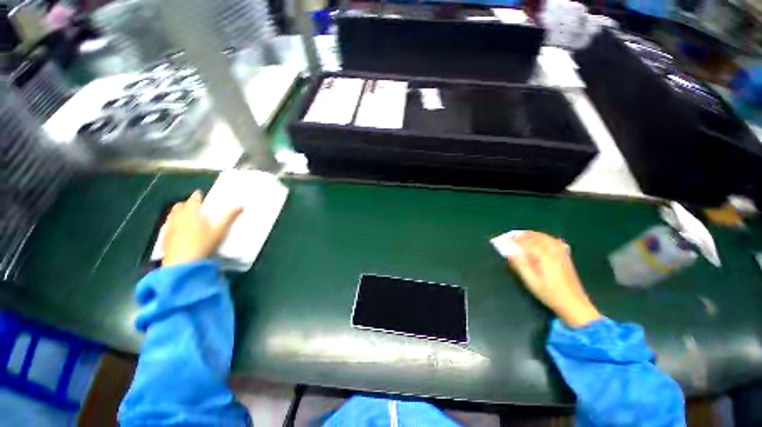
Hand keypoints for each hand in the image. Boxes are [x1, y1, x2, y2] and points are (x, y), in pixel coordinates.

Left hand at [162, 190, 242, 266]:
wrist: (183, 262)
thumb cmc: (204, 243)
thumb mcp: (220, 230)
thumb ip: (230, 217)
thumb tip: (241, 205)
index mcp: (191, 212)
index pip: (193, 200)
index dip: (197, 196)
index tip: (199, 193)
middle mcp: (178, 217)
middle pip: (179, 206)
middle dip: (186, 204)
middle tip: (193, 206)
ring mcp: (170, 228)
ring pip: (172, 215)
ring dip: (178, 213)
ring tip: (185, 216)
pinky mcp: (165, 239)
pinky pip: (168, 226)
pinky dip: (174, 224)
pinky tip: (179, 230)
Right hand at [493, 231, 600, 327]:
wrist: (574, 304)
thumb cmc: (550, 294)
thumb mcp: (531, 282)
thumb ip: (520, 266)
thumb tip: (510, 253)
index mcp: (544, 257)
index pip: (527, 243)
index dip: (515, 240)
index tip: (506, 239)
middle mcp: (553, 252)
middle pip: (537, 238)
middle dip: (524, 235)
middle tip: (512, 235)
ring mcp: (561, 254)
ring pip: (546, 238)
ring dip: (534, 234)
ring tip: (524, 235)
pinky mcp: (566, 257)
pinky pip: (555, 241)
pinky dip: (546, 237)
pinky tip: (543, 239)